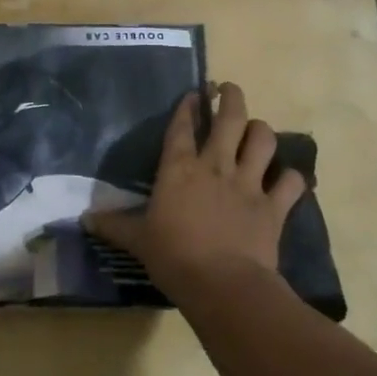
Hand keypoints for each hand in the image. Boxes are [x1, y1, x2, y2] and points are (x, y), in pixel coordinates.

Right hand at [86, 82, 305, 298]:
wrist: (223, 284)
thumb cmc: (174, 257)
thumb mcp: (137, 240)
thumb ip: (114, 226)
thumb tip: (85, 220)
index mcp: (179, 169)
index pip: (182, 126)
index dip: (188, 106)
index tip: (194, 93)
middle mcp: (215, 166)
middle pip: (230, 119)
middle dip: (231, 98)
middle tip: (228, 90)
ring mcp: (248, 183)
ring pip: (263, 140)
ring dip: (261, 131)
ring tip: (256, 130)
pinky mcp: (274, 206)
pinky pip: (291, 183)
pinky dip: (292, 178)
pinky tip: (289, 179)